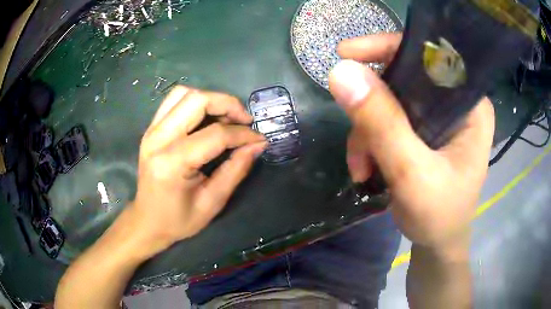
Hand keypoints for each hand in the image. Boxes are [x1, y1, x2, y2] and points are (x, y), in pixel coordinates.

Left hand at [130, 86, 266, 251]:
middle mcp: (157, 139)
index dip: (242, 134)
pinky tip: (206, 118)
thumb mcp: (212, 202)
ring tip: (226, 117)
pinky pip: (174, 100)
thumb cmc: (179, 219)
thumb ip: (236, 170)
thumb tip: (257, 144)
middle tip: (245, 121)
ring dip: (211, 99)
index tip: (259, 139)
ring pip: (184, 93)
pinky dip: (195, 101)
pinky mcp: (151, 128)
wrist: (147, 221)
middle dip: (228, 104)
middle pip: (197, 101)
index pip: (214, 134)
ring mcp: (151, 130)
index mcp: (171, 163)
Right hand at [329, 34, 494, 249]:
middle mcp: (457, 103)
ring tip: (361, 168)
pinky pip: (388, 119)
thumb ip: (382, 124)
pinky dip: (370, 141)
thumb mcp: (412, 174)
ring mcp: (440, 116)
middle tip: (357, 140)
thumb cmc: (439, 215)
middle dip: (372, 108)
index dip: (388, 49)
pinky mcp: (425, 130)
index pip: (429, 57)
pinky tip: (367, 168)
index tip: (347, 53)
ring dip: (367, 132)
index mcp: (470, 105)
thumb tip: (341, 73)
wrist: (438, 243)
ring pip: (390, 101)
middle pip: (404, 79)